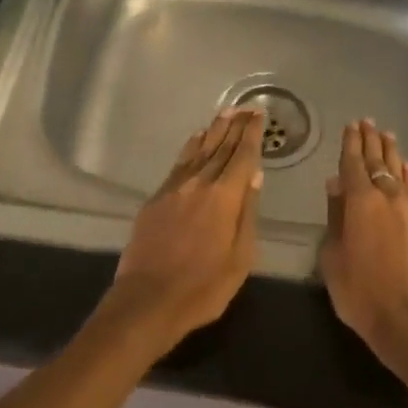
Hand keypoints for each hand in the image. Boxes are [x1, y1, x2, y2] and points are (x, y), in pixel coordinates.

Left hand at [103, 108, 263, 355]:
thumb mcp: (240, 257)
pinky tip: (196, 139)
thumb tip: (254, 176)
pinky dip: (191, 147)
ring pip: (199, 150)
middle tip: (247, 107)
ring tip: (226, 113)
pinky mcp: (156, 198)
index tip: (259, 115)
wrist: (148, 300)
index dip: (252, 134)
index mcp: (225, 196)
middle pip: (221, 147)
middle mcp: (199, 183)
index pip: (243, 156)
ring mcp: (174, 188)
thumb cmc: (203, 286)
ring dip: (214, 130)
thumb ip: (247, 213)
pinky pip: (179, 163)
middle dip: (235, 126)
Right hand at [319, 119, 407, 379]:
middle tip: (366, 122)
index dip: (350, 143)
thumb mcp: (333, 257)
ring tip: (386, 135)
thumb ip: (334, 217)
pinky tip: (405, 166)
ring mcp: (407, 210)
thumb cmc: (360, 292)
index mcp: (359, 202)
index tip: (350, 125)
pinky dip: (406, 174)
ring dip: (390, 152)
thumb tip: (335, 186)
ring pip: (397, 172)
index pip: (352, 164)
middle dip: (370, 141)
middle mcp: (385, 198)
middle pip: (376, 162)